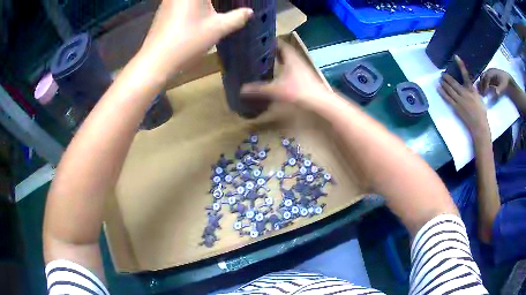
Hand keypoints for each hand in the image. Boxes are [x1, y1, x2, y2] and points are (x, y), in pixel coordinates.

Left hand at [140, 0, 252, 78]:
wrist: (156, 60)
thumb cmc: (188, 41)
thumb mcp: (218, 29)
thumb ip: (237, 17)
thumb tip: (249, 12)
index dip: (227, 1)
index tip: (237, 4)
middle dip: (214, 2)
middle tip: (228, 6)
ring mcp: (169, 0)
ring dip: (204, 3)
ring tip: (214, 8)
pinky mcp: (164, 9)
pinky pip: (182, 1)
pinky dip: (193, 4)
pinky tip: (199, 13)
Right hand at [241, 42, 331, 105]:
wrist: (320, 101)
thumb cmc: (298, 90)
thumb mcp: (275, 89)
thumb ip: (258, 89)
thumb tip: (241, 90)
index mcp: (290, 57)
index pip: (280, 43)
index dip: (271, 40)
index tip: (260, 39)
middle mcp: (297, 59)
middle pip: (284, 51)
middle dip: (273, 50)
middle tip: (260, 50)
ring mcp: (302, 68)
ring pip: (289, 59)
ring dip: (280, 58)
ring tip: (267, 60)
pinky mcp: (305, 76)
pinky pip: (292, 67)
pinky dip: (284, 67)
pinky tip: (279, 73)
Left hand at [438, 56, 489, 137]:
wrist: (479, 126)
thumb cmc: (481, 112)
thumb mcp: (479, 98)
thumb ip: (474, 89)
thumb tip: (472, 83)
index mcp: (471, 90)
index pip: (466, 75)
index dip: (460, 65)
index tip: (456, 56)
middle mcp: (464, 93)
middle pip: (454, 82)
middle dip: (447, 77)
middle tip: (442, 73)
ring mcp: (460, 101)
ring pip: (449, 89)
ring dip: (444, 83)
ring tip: (440, 79)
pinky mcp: (456, 108)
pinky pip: (447, 98)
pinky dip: (442, 92)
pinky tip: (438, 88)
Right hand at [478, 68, 513, 96]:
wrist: (507, 79)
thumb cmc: (505, 82)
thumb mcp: (503, 86)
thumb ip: (499, 89)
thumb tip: (496, 93)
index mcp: (492, 72)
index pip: (486, 78)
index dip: (484, 85)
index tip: (484, 93)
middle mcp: (489, 71)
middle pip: (483, 76)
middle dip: (481, 84)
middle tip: (481, 93)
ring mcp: (489, 72)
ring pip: (483, 77)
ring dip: (482, 84)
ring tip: (482, 91)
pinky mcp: (490, 75)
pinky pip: (485, 78)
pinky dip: (483, 83)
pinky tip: (484, 89)